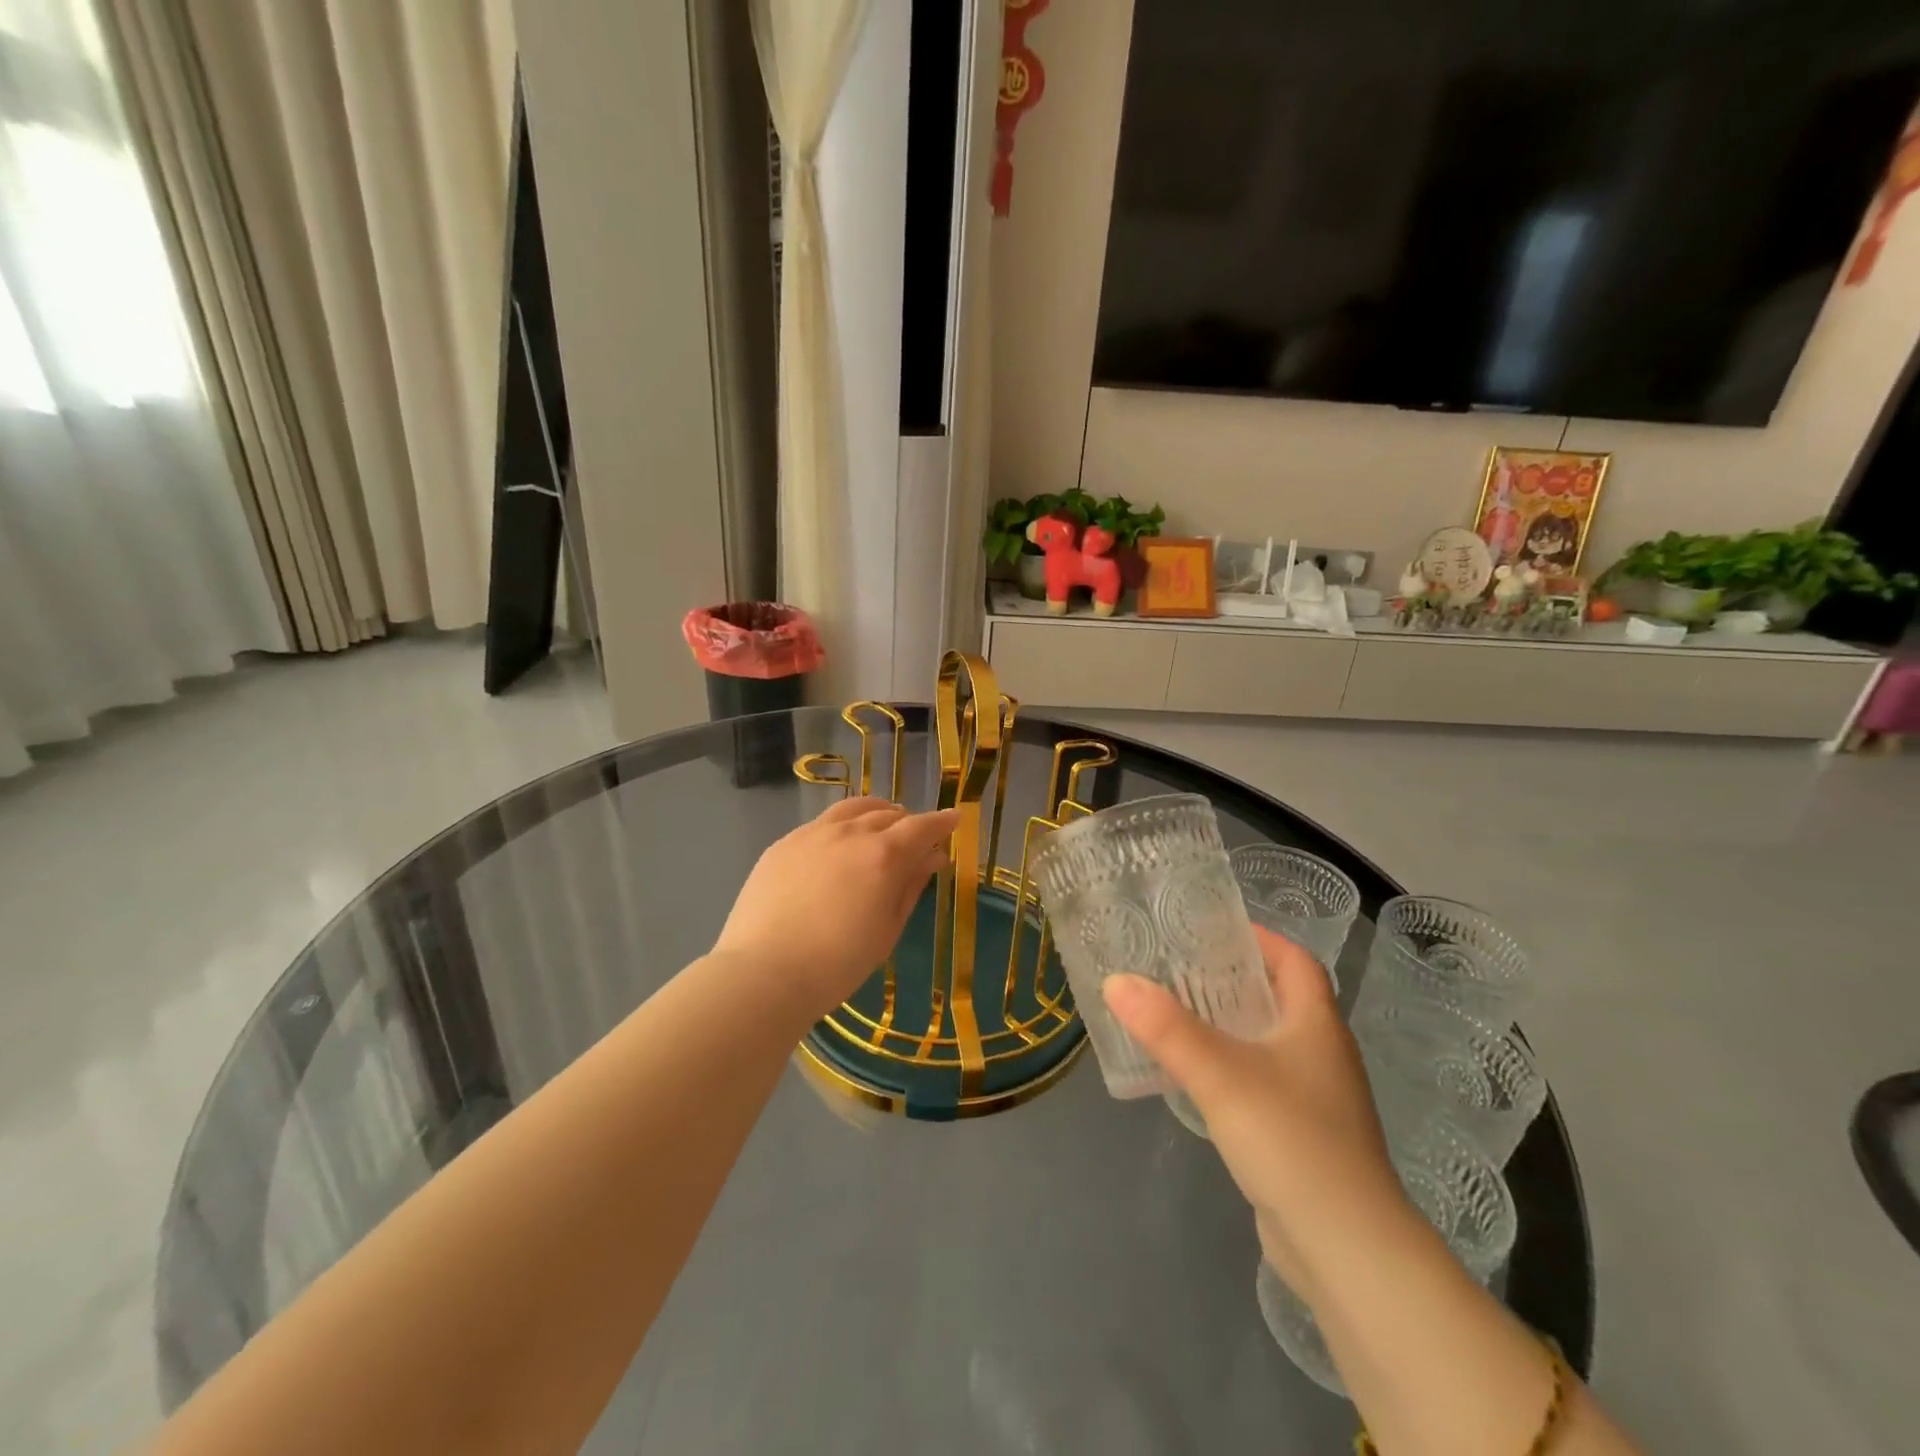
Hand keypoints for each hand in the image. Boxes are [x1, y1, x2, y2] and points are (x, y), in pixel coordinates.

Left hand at [715, 797, 959, 1020]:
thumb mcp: (887, 929)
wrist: (764, 972)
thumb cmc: (838, 963)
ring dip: (875, 813)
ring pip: (853, 808)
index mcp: (884, 855)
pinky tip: (838, 844)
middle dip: (908, 821)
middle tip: (916, 836)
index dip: (941, 822)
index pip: (922, 827)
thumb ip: (911, 886)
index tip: (954, 819)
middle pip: (888, 814)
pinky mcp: (784, 843)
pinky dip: (842, 825)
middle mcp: (851, 833)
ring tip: (881, 825)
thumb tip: (933, 857)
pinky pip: (822, 823)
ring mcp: (812, 833)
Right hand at [1102, 928, 1413, 1305]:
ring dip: (1229, 1025)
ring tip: (1176, 1014)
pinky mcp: (1303, 1136)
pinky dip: (1231, 1068)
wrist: (1347, 1250)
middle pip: (1279, 998)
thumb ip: (1166, 1027)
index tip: (1211, 929)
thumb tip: (1116, 981)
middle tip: (1178, 967)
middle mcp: (1322, 1054)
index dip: (1260, 939)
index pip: (1296, 961)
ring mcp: (1316, 1099)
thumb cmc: (1292, 1140)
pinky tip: (1195, 1077)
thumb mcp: (1220, 1074)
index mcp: (1316, 1025)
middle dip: (1232, 979)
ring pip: (1269, 1043)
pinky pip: (1263, 1082)